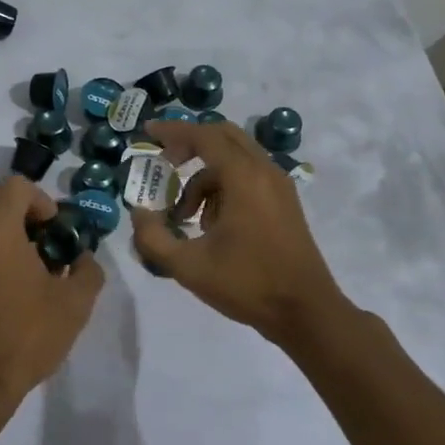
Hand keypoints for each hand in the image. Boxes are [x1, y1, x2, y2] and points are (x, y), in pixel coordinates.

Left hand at [0, 177, 103, 436]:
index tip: (55, 229)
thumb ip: (87, 272)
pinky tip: (7, 289)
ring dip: (0, 230)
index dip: (41, 199)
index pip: (15, 186)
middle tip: (40, 239)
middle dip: (17, 208)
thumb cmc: (24, 337)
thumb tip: (83, 259)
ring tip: (27, 267)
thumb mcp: (74, 306)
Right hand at [129, 120, 346, 343]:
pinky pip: (248, 178)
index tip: (148, 132)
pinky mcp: (284, 204)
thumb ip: (152, 237)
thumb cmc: (247, 284)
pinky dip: (222, 188)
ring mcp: (279, 187)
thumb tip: (138, 213)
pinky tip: (210, 226)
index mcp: (244, 177)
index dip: (172, 131)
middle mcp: (264, 171)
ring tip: (184, 216)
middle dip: (189, 146)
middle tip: (164, 165)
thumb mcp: (188, 266)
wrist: (306, 313)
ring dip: (203, 176)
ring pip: (234, 160)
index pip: (203, 136)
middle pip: (222, 137)